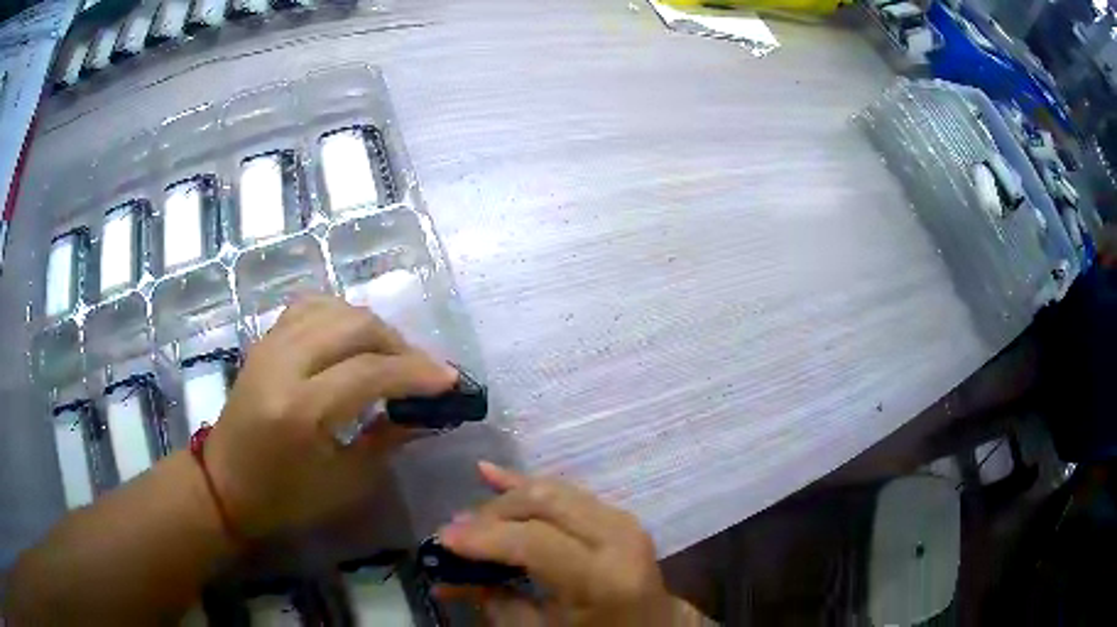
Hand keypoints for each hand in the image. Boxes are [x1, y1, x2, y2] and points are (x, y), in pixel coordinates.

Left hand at [203, 295, 457, 538]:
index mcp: (301, 409)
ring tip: (391, 355)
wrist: (225, 483)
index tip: (450, 380)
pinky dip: (339, 314)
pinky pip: (309, 307)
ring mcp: (269, 345)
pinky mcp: (264, 341)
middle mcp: (283, 364)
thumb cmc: (285, 497)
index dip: (416, 372)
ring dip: (371, 327)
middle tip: (423, 371)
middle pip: (355, 326)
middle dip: (399, 344)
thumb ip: (388, 440)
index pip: (370, 372)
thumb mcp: (345, 482)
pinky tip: (351, 337)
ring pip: (334, 308)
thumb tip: (427, 413)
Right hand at [437, 463, 684, 626]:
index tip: (443, 538)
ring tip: (468, 516)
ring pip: (552, 491)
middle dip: (492, 514)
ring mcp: (623, 521)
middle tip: (456, 530)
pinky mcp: (618, 515)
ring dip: (505, 500)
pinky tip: (491, 473)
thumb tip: (445, 577)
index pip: (535, 542)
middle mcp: (618, 539)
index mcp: (603, 578)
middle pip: (543, 505)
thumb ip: (495, 600)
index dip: (485, 537)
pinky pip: (568, 492)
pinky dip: (527, 485)